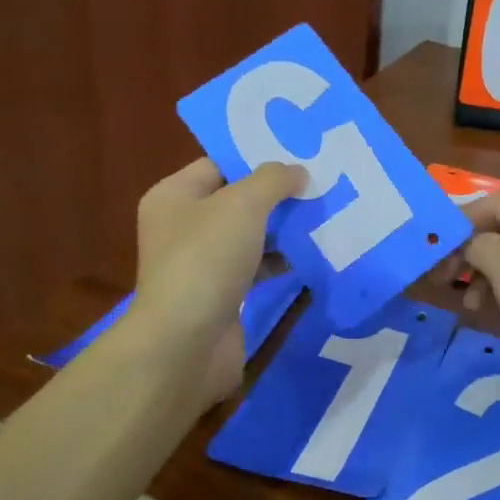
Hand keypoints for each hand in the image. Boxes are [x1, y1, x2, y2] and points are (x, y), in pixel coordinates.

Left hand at [131, 157, 306, 406]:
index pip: (219, 164)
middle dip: (277, 195)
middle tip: (320, 184)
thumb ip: (273, 180)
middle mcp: (182, 225)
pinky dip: (279, 260)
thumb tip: (297, 172)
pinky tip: (310, 254)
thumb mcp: (242, 206)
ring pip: (249, 234)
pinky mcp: (220, 293)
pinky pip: (254, 266)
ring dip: (283, 228)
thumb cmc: (206, 261)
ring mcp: (200, 262)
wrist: (186, 344)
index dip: (257, 158)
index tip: (300, 155)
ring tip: (324, 215)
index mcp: (174, 196)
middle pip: (236, 199)